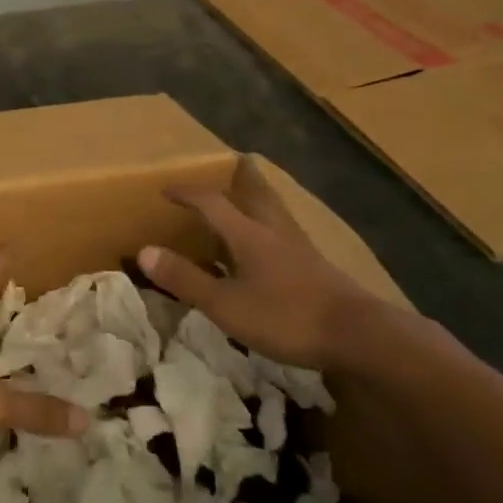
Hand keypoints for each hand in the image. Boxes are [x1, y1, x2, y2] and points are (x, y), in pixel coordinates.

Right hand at [136, 161, 380, 372]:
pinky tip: (270, 246)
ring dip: (257, 201)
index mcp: (248, 234)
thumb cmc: (285, 316)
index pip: (211, 202)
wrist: (358, 335)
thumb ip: (185, 278)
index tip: (166, 189)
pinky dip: (269, 228)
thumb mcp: (225, 303)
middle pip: (255, 195)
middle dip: (239, 180)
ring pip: (274, 213)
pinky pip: (285, 235)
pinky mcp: (316, 268)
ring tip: (247, 201)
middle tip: (230, 167)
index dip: (187, 194)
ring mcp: (299, 249)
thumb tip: (144, 250)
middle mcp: (274, 232)